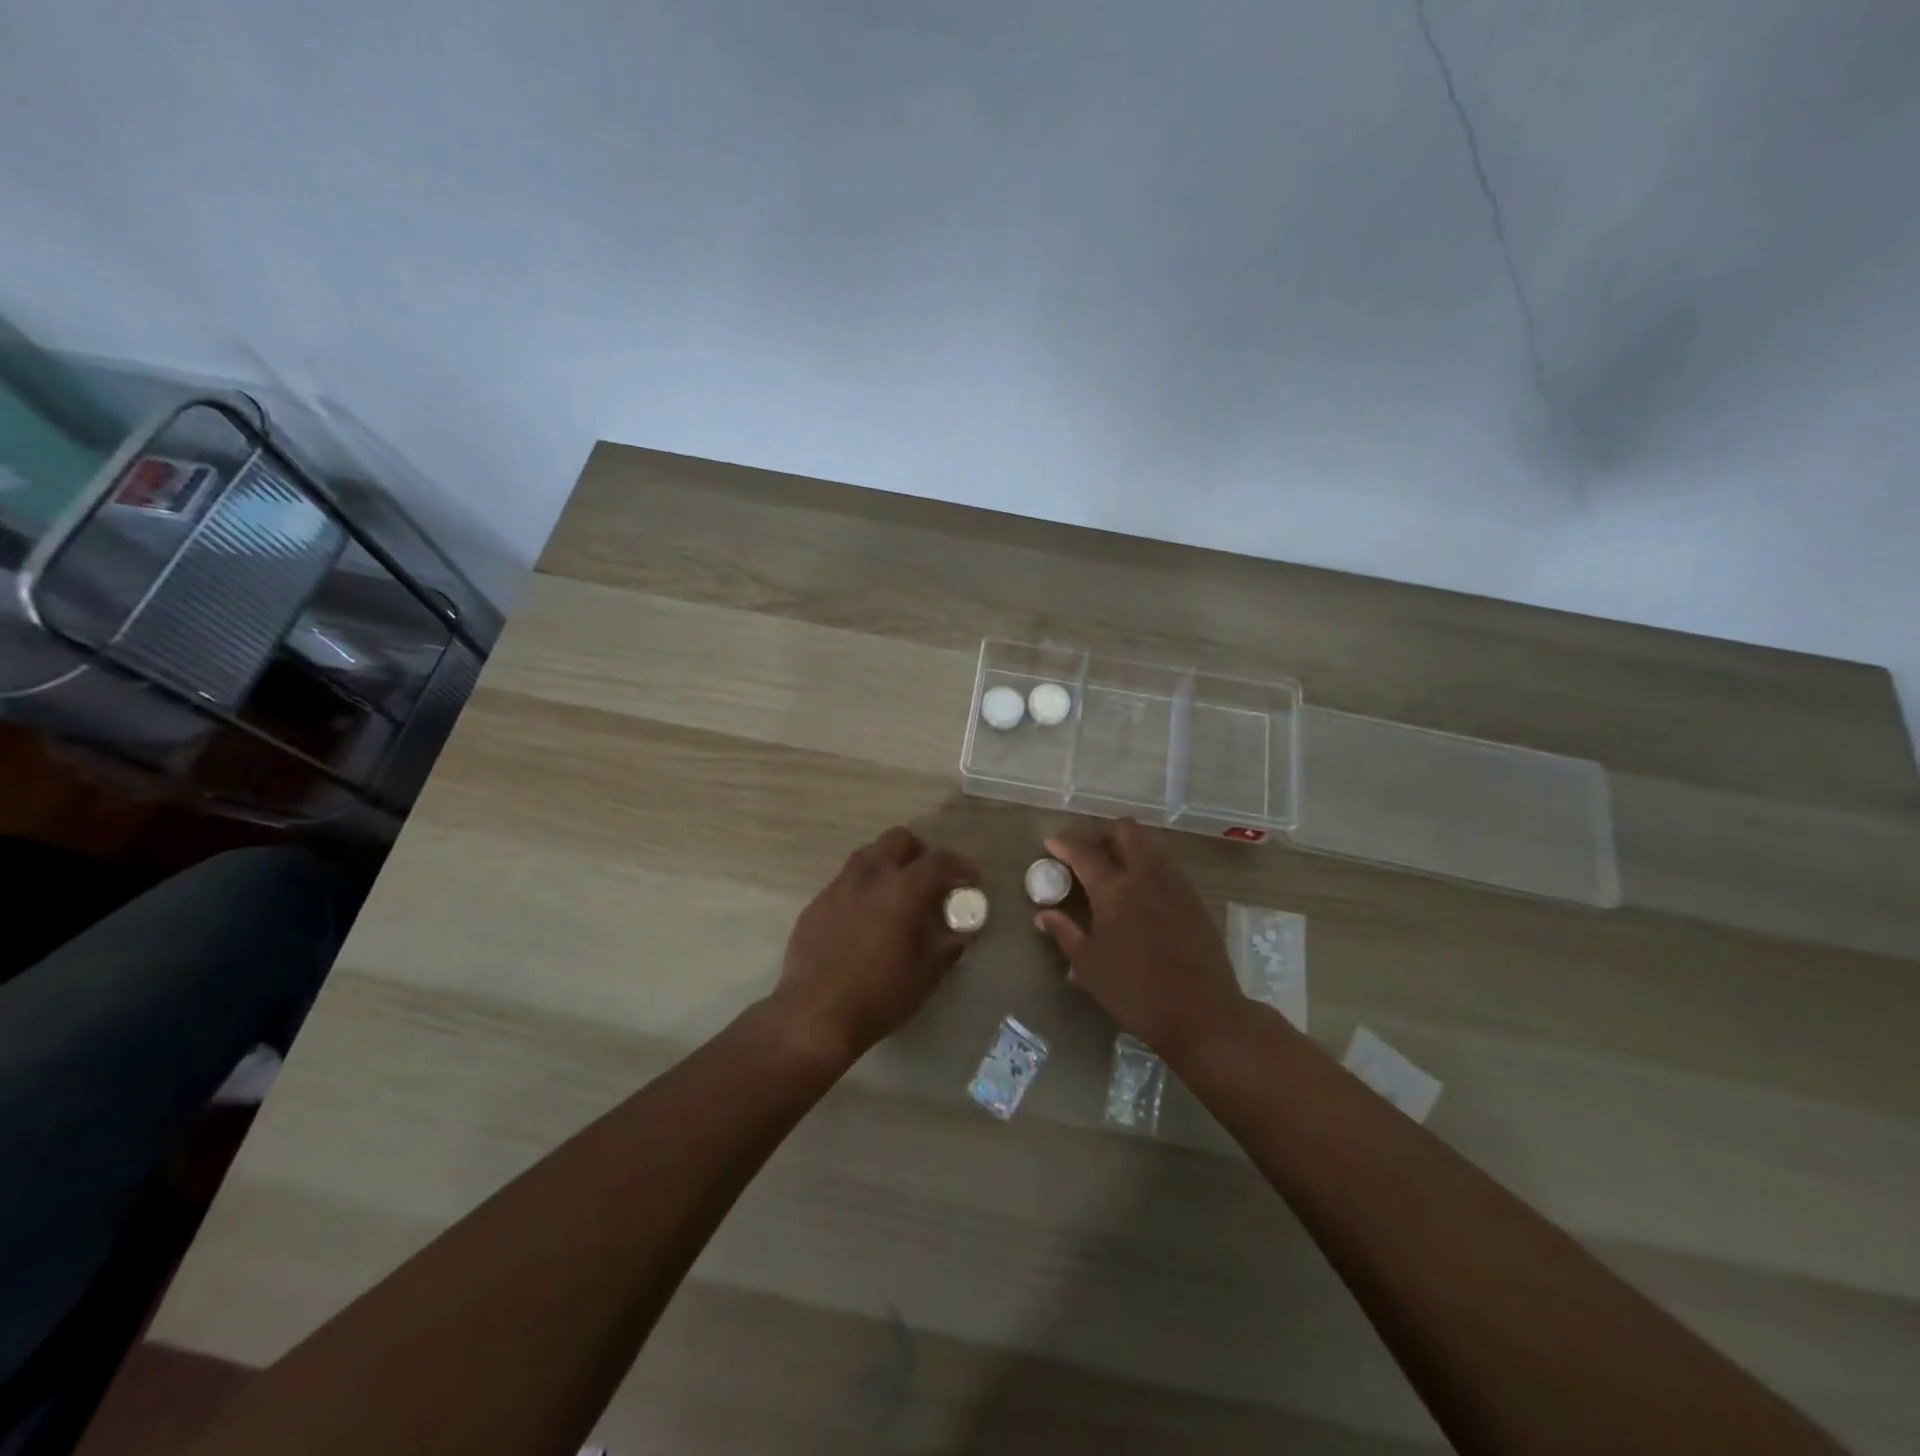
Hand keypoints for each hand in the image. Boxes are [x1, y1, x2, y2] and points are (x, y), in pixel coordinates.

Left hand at [769, 826, 979, 1067]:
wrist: (814, 1016)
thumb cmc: (880, 996)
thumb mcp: (927, 974)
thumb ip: (949, 946)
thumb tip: (963, 932)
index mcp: (902, 891)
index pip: (938, 861)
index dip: (959, 864)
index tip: (970, 877)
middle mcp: (869, 877)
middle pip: (898, 840)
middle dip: (919, 851)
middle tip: (928, 878)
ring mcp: (838, 888)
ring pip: (867, 855)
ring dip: (887, 864)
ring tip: (895, 893)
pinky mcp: (816, 904)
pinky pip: (844, 882)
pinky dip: (862, 889)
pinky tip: (864, 919)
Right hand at [1037, 818, 1243, 1061]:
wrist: (1202, 1013)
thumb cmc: (1136, 992)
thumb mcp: (1090, 968)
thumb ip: (1066, 934)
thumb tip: (1044, 915)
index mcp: (1114, 890)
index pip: (1085, 853)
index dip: (1065, 844)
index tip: (1051, 844)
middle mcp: (1146, 876)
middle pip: (1125, 830)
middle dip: (1102, 832)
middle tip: (1087, 850)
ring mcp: (1175, 884)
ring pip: (1151, 843)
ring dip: (1129, 845)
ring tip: (1113, 866)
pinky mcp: (1195, 899)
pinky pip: (1168, 865)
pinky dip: (1149, 864)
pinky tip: (1141, 890)